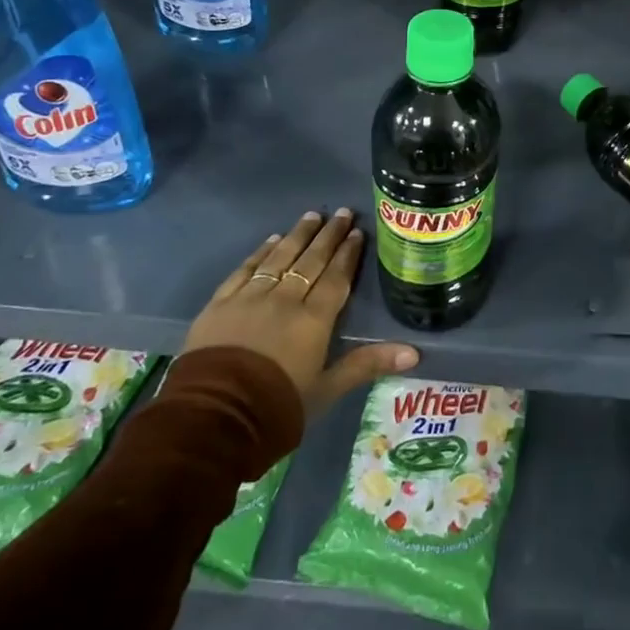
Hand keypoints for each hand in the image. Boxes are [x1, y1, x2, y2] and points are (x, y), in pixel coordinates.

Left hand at [182, 208, 418, 416]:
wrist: (214, 417)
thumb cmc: (277, 407)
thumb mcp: (327, 390)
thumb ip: (367, 365)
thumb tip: (414, 353)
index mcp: (314, 320)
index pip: (336, 278)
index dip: (348, 254)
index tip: (358, 232)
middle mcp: (285, 299)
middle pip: (311, 260)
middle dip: (329, 235)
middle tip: (342, 212)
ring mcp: (250, 298)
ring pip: (280, 257)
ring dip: (298, 235)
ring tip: (312, 216)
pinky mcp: (221, 303)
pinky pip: (245, 269)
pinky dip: (260, 252)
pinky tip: (271, 240)